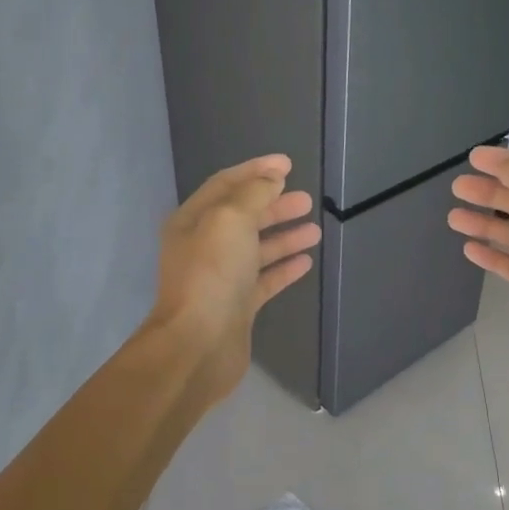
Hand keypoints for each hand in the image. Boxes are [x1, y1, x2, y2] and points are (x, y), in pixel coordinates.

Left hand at [150, 154, 320, 399]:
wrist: (199, 344)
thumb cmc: (212, 275)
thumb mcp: (230, 220)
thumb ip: (253, 194)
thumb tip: (271, 180)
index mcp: (193, 221)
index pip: (226, 185)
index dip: (256, 171)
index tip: (288, 165)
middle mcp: (204, 247)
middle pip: (243, 217)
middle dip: (274, 205)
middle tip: (306, 200)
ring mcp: (221, 278)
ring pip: (256, 249)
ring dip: (284, 236)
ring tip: (315, 229)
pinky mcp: (238, 306)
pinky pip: (264, 279)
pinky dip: (284, 268)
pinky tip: (306, 262)